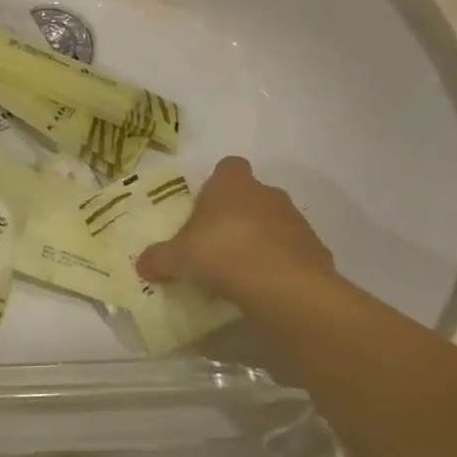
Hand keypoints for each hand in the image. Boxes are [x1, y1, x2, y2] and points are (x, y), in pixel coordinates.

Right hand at [136, 156, 333, 296]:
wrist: (283, 285)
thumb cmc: (222, 253)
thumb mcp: (178, 258)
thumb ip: (159, 258)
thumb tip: (141, 265)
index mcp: (232, 184)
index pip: (228, 168)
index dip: (217, 186)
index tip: (205, 211)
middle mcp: (267, 193)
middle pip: (251, 197)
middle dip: (238, 217)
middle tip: (217, 247)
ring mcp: (295, 220)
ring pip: (274, 223)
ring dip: (261, 241)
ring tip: (241, 273)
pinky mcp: (316, 249)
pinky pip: (292, 253)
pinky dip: (281, 266)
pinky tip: (265, 288)